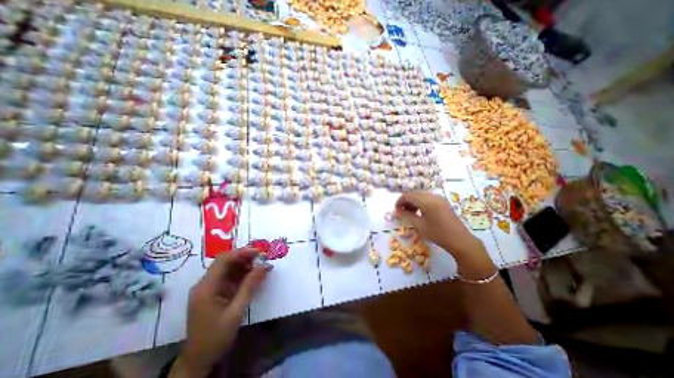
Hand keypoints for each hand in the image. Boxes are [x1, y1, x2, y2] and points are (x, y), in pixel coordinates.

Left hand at [171, 249, 269, 376]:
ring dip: (244, 265)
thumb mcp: (236, 311)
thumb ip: (250, 286)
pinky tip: (253, 276)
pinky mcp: (212, 293)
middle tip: (262, 258)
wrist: (198, 361)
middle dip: (244, 257)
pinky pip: (228, 277)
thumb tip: (264, 266)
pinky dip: (241, 274)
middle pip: (225, 262)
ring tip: (260, 266)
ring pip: (227, 268)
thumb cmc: (216, 337)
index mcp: (206, 287)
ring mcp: (208, 288)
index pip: (223, 260)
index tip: (259, 252)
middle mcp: (204, 284)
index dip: (242, 253)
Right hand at [397, 192, 481, 256]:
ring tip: (409, 212)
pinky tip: (419, 211)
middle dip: (406, 201)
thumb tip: (397, 211)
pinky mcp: (443, 202)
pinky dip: (420, 202)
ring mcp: (439, 198)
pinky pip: (428, 198)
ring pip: (421, 195)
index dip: (400, 201)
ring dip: (413, 201)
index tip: (396, 210)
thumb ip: (407, 216)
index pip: (408, 196)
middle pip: (414, 193)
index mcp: (427, 201)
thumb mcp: (420, 226)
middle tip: (401, 211)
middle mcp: (433, 196)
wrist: (460, 240)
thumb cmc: (438, 234)